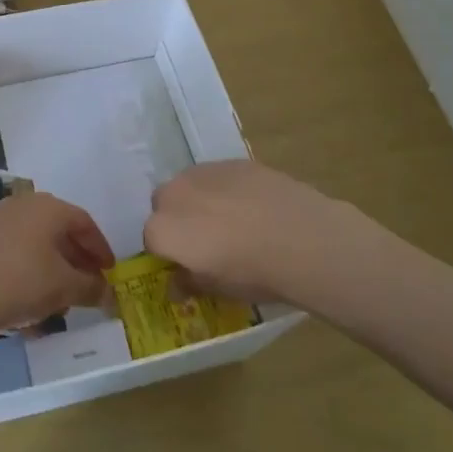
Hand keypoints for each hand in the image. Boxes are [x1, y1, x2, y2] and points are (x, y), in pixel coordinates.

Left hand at [0, 193, 114, 336]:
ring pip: (37, 240)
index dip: (100, 248)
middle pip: (60, 228)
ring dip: (54, 264)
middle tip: (89, 281)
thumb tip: (109, 293)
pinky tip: (33, 296)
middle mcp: (25, 204)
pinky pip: (17, 248)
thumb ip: (91, 288)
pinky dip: (32, 267)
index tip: (110, 271)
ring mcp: (0, 218)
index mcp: (49, 207)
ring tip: (63, 294)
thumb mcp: (65, 288)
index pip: (84, 222)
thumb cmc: (22, 282)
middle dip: (78, 257)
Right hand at [145, 161, 369, 305]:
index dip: (168, 253)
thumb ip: (189, 283)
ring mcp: (203, 173)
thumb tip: (176, 284)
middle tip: (207, 242)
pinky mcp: (231, 162)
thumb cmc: (252, 273)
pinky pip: (218, 177)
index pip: (151, 240)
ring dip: (199, 201)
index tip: (188, 264)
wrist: (301, 238)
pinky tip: (253, 206)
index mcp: (162, 229)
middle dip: (178, 220)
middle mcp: (174, 194)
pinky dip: (226, 189)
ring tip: (232, 221)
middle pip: (164, 205)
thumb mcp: (217, 289)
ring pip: (190, 186)